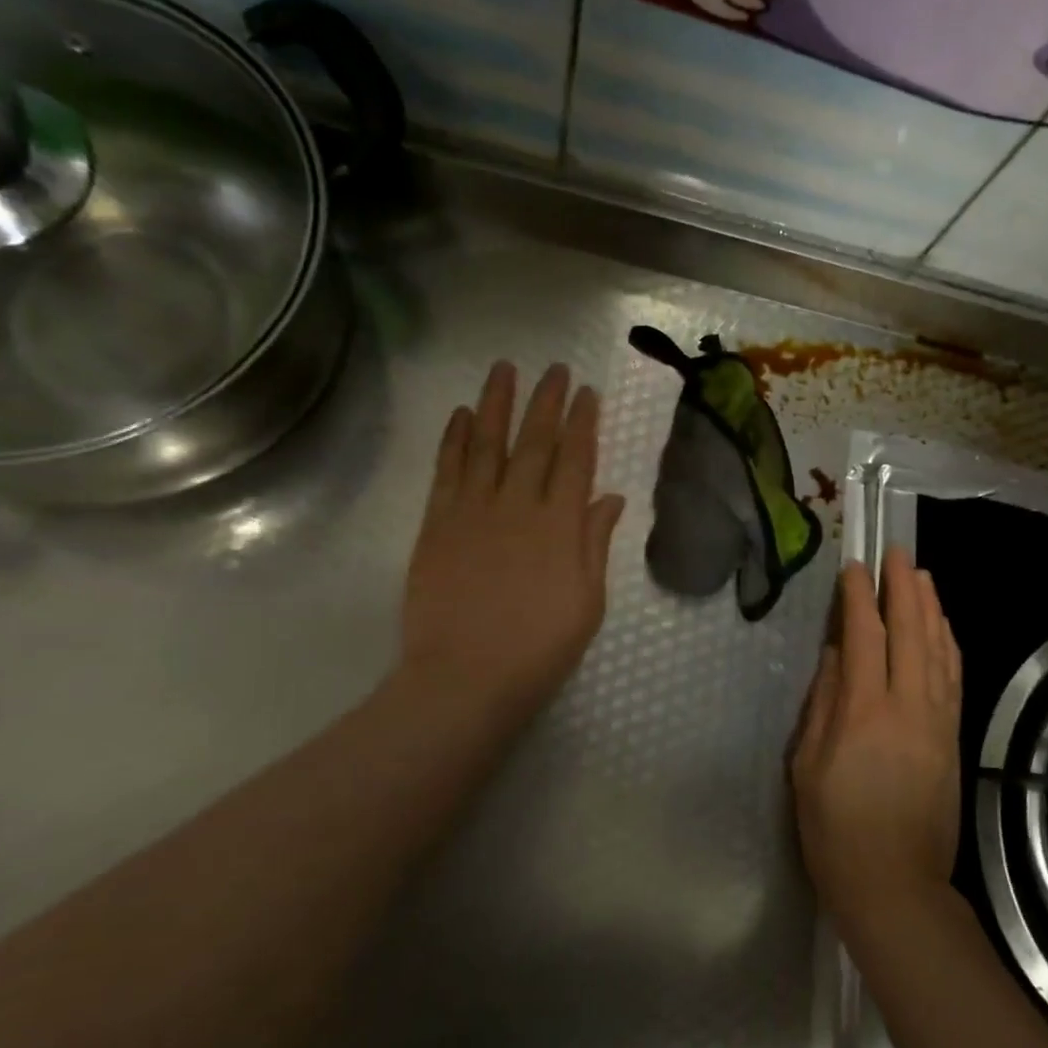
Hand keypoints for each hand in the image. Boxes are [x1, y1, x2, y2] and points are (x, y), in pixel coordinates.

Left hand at [393, 361, 625, 743]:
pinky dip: (453, 439)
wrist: (465, 679)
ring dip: (495, 404)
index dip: (582, 422)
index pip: (576, 459)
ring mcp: (472, 511)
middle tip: (554, 368)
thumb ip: (595, 544)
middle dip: (546, 401)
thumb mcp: (587, 602)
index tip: (587, 392)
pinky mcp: (437, 524)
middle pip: (534, 441)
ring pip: (485, 443)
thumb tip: (610, 498)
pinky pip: (446, 470)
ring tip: (504, 369)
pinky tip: (459, 416)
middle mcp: (518, 505)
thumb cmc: (539, 648)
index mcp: (560, 525)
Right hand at [791, 549, 961, 936]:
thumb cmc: (835, 829)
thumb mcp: (806, 766)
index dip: (859, 597)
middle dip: (903, 588)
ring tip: (922, 575)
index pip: (865, 637)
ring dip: (930, 608)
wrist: (897, 886)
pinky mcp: (953, 737)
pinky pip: (954, 678)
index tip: (854, 568)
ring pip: (938, 650)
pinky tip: (943, 626)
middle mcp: (908, 707)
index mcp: (864, 712)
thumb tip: (835, 655)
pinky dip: (948, 644)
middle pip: (910, 632)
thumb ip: (822, 703)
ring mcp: (937, 721)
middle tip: (897, 553)